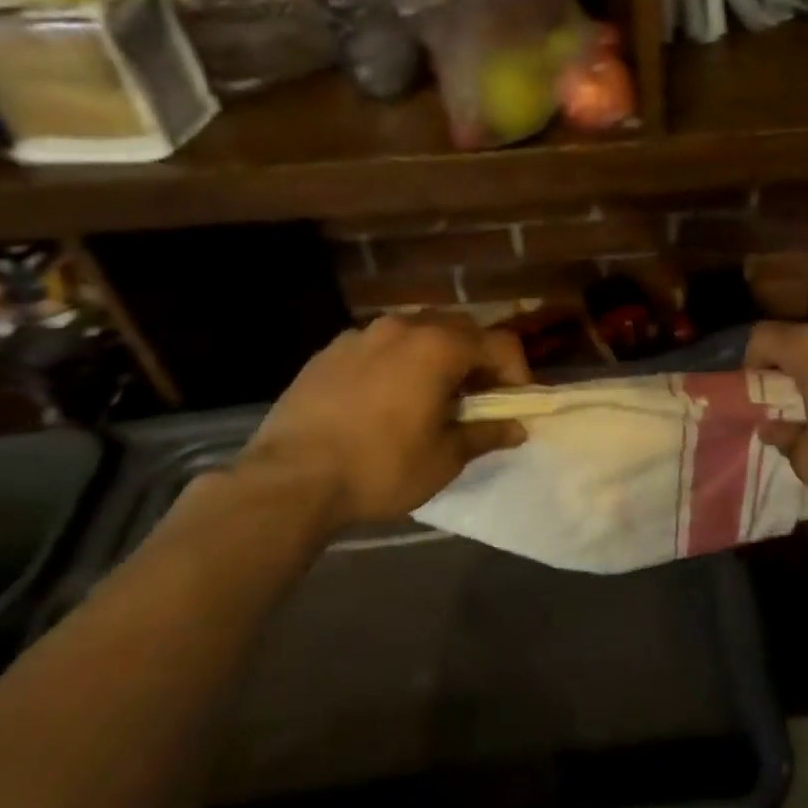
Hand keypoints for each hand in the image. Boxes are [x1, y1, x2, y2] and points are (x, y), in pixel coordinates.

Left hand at [239, 313, 530, 529]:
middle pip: (460, 330)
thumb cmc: (380, 467)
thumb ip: (486, 434)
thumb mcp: (445, 458)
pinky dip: (397, 363)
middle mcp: (403, 327)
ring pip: (417, 333)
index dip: (517, 374)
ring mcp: (361, 335)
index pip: (500, 344)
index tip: (515, 406)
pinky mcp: (329, 351)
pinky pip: (379, 347)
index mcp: (439, 347)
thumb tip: (517, 428)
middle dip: (478, 360)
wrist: (289, 480)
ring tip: (431, 397)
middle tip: (478, 399)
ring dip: (437, 358)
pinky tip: (386, 399)